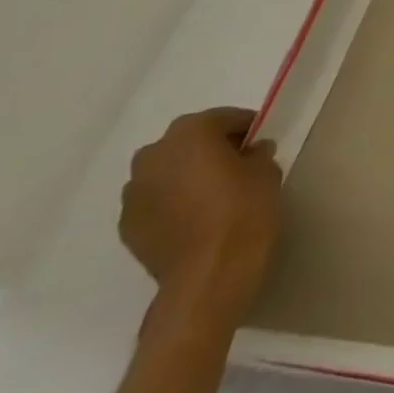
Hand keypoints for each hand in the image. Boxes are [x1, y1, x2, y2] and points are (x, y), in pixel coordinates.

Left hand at [119, 107, 282, 332]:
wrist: (209, 274)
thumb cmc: (244, 210)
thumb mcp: (267, 171)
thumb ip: (256, 154)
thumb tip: (250, 152)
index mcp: (190, 132)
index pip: (223, 118)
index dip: (246, 128)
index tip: (260, 142)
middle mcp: (153, 155)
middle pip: (188, 142)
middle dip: (211, 149)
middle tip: (237, 166)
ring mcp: (133, 192)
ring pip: (167, 172)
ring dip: (187, 176)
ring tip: (213, 196)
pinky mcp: (126, 225)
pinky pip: (155, 201)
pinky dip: (172, 203)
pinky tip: (195, 219)